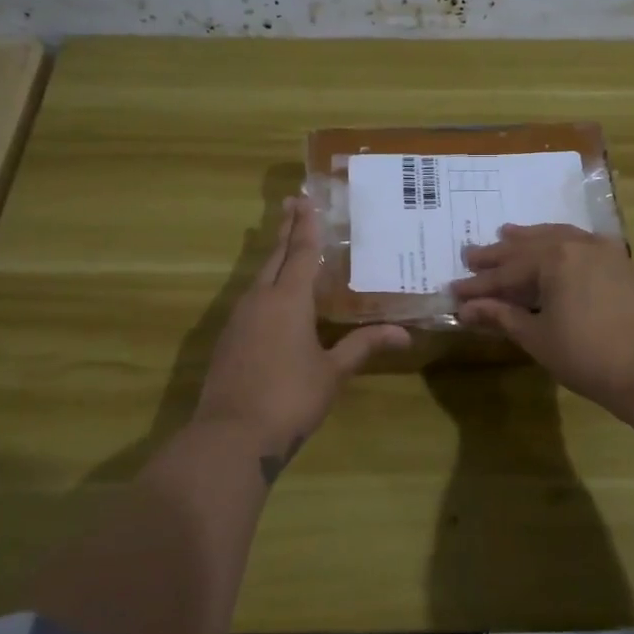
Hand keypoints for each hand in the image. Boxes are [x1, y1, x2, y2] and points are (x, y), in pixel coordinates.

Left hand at [194, 197, 408, 479]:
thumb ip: (364, 346)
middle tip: (292, 203)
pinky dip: (265, 284)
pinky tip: (271, 296)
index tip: (305, 199)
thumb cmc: (290, 398)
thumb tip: (404, 334)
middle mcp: (260, 299)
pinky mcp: (228, 338)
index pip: (301, 252)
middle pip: (274, 256)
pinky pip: (250, 298)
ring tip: (285, 245)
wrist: (232, 435)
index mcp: (288, 299)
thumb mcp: (333, 372)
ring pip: (259, 276)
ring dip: (273, 256)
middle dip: (285, 229)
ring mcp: (238, 318)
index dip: (306, 226)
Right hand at [450, 224, 633, 419]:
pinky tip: (553, 248)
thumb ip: (501, 316)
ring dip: (530, 239)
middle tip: (471, 255)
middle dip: (499, 255)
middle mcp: (579, 244)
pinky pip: (581, 244)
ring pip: (558, 237)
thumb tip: (466, 309)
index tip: (453, 290)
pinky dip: (559, 245)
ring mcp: (605, 251)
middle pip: (530, 247)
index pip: (506, 271)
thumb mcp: (537, 337)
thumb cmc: (586, 356)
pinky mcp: (622, 264)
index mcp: (555, 258)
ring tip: (506, 234)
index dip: (478, 284)